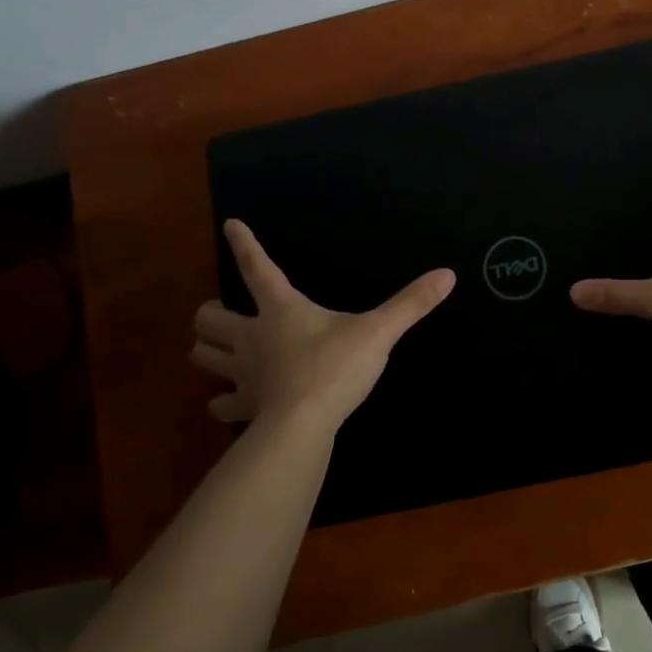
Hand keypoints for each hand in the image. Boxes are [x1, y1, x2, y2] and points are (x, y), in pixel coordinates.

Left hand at [190, 220, 454, 427]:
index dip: (244, 244)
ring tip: (220, 350)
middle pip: (209, 318)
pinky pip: (221, 404)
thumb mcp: (379, 332)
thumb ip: (412, 304)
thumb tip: (447, 274)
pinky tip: (230, 402)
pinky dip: (222, 402)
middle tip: (224, 313)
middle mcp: (253, 337)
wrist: (304, 426)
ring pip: (203, 357)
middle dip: (211, 314)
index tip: (230, 224)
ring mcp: (243, 374)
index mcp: (282, 310)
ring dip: (208, 351)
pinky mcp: (244, 407)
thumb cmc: (336, 368)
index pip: (257, 268)